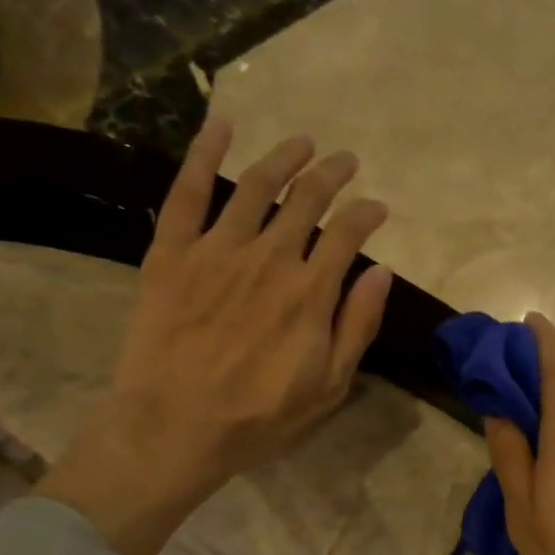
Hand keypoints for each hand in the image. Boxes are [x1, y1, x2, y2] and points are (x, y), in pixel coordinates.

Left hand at [37, 117, 392, 554]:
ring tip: (303, 142)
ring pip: (257, 187)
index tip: (377, 208)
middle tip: (345, 161)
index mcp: (310, 292)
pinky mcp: (172, 253)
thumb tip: (381, 271)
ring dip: (284, 158)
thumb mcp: (328, 386)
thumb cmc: (259, 417)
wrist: (173, 427)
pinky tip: (221, 126)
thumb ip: (357, 325)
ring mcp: (217, 250)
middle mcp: (269, 258)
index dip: (367, 214)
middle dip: (332, 175)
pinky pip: (188, 192)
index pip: (348, 233)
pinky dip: (204, 153)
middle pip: (307, 199)